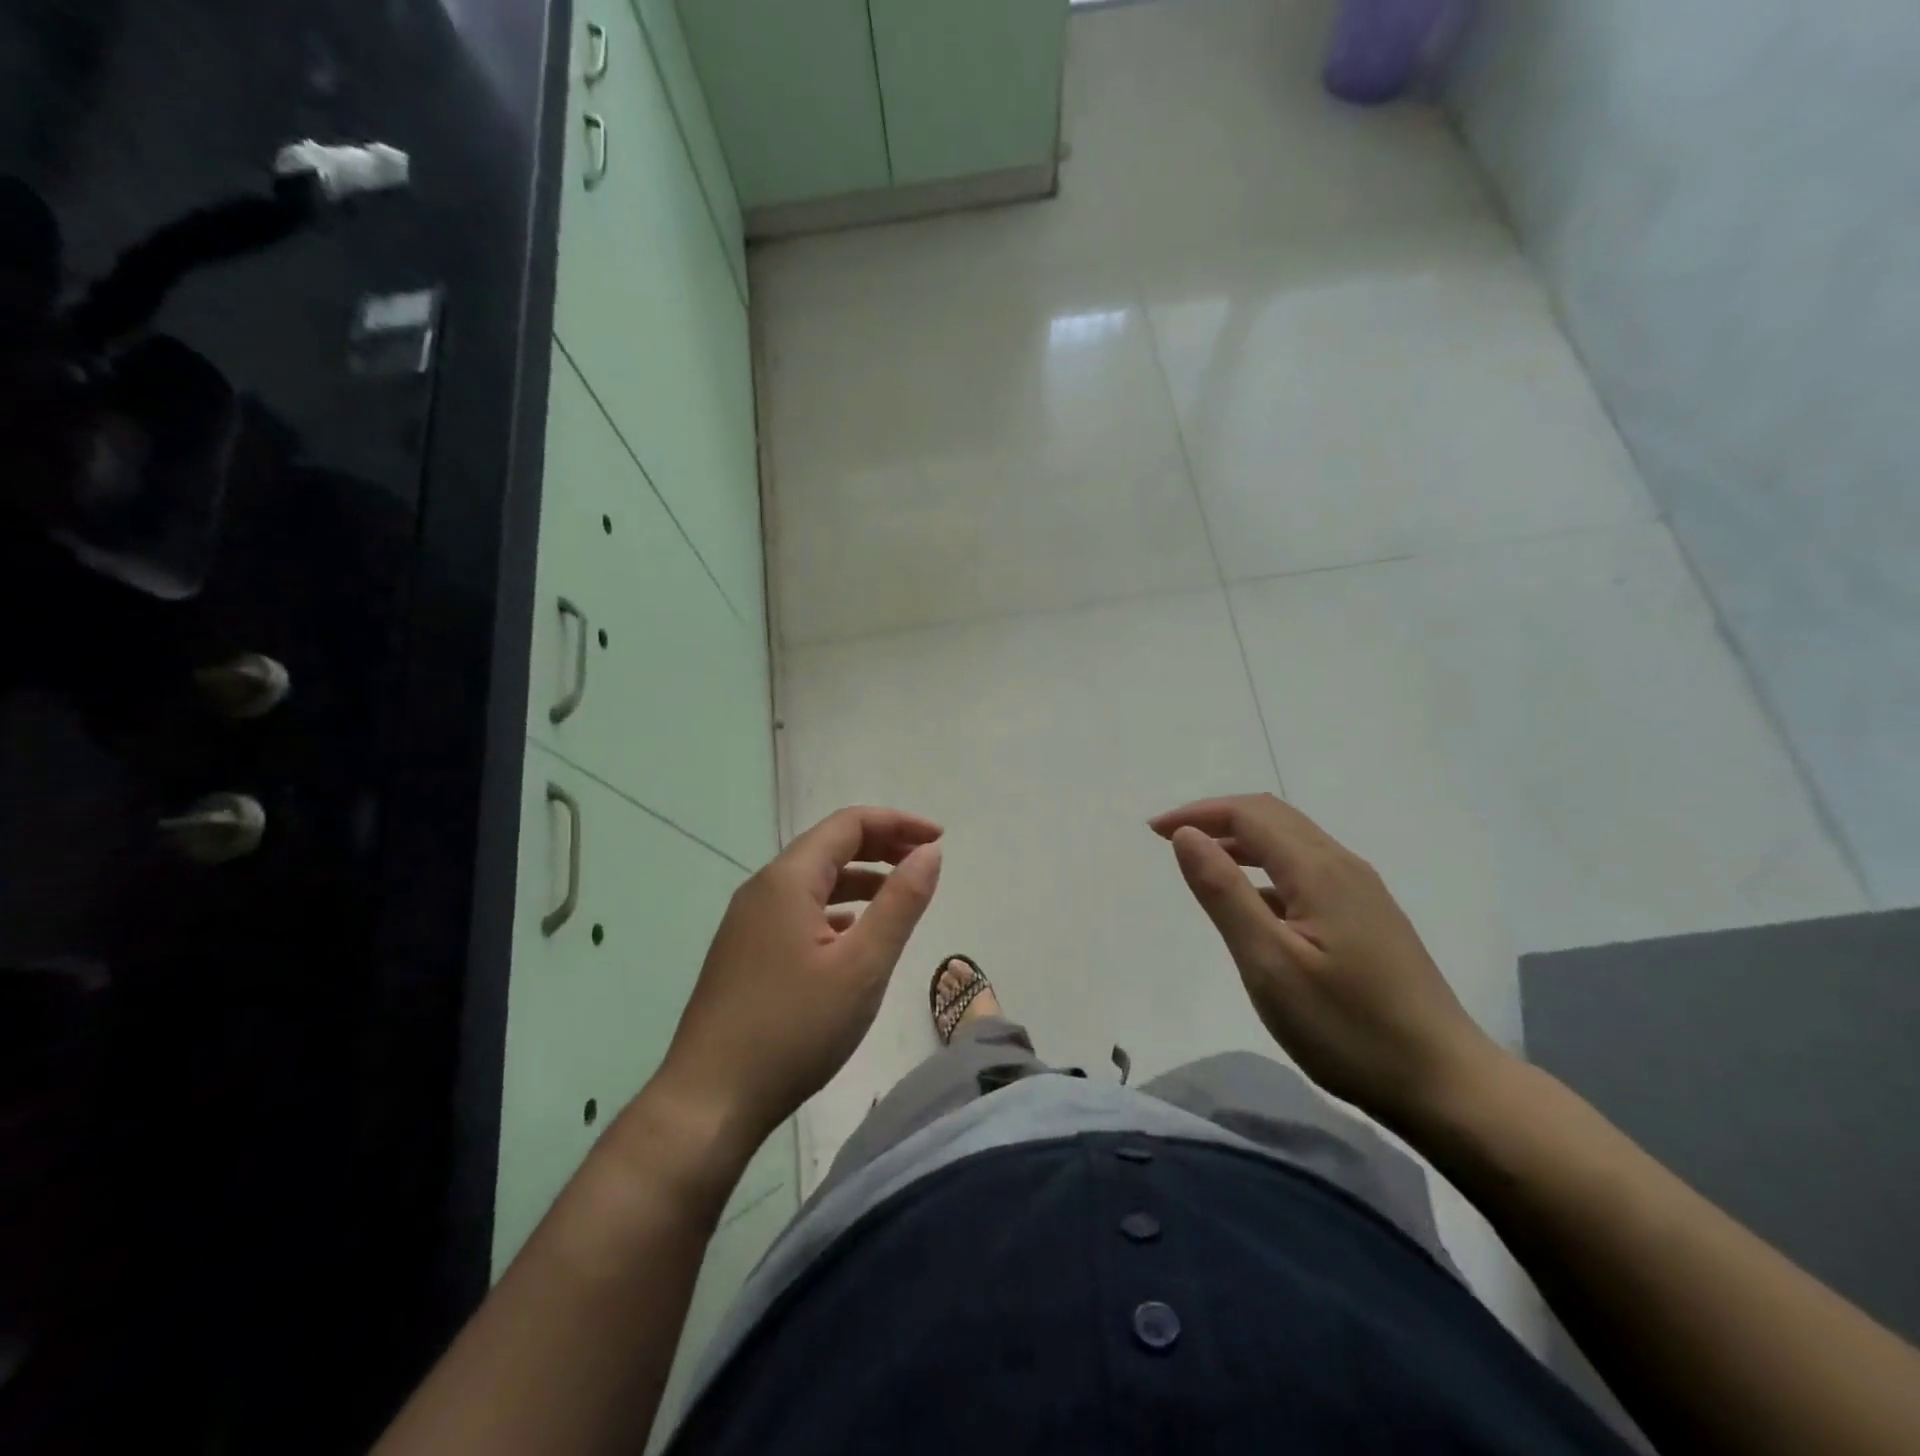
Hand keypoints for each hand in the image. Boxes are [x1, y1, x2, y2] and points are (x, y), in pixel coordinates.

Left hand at [654, 806, 942, 1158]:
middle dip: (881, 847)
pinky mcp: (745, 952)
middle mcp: (763, 888)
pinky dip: (835, 909)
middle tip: (925, 862)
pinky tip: (853, 936)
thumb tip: (929, 853)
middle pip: (829, 847)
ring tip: (899, 898)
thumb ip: (901, 902)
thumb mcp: (863, 965)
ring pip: (813, 881)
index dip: (898, 823)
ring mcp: (748, 921)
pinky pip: (798, 910)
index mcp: (788, 879)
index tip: (940, 840)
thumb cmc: (794, 1028)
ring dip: (859, 879)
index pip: (849, 824)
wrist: (709, 1101)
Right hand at [1151, 793, 1500, 1125]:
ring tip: (1203, 862)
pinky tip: (1254, 903)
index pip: (1249, 814)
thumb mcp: (1269, 964)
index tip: (1153, 832)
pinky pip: (1307, 870)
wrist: (1446, 1084)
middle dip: (1218, 817)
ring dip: (1242, 840)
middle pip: (1273, 817)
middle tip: (1171, 838)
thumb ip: (1224, 893)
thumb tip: (1187, 835)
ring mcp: (1361, 892)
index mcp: (1318, 870)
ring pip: (1293, 842)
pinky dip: (1267, 868)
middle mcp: (1343, 867)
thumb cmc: (1347, 1028)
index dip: (1198, 813)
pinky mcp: (1369, 918)